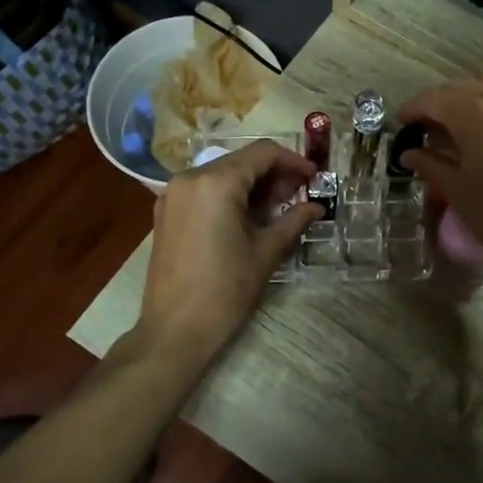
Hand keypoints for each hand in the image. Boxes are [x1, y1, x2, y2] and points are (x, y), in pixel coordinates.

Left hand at [140, 140, 320, 360]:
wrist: (174, 330)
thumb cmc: (225, 290)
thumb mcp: (266, 252)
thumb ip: (293, 220)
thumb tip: (316, 207)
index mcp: (216, 182)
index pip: (262, 152)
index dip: (293, 160)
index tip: (314, 177)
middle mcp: (190, 178)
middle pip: (241, 160)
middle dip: (274, 173)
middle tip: (300, 195)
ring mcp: (173, 194)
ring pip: (222, 174)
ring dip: (252, 184)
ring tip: (278, 207)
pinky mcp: (166, 212)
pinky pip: (204, 189)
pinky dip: (229, 194)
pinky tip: (248, 216)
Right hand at [396, 68, 482, 278]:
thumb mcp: (455, 190)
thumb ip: (429, 163)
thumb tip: (409, 153)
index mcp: (474, 114)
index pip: (435, 99)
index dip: (414, 108)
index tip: (402, 121)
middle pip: (462, 86)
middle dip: (439, 101)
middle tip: (427, 124)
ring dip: (470, 93)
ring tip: (461, 119)